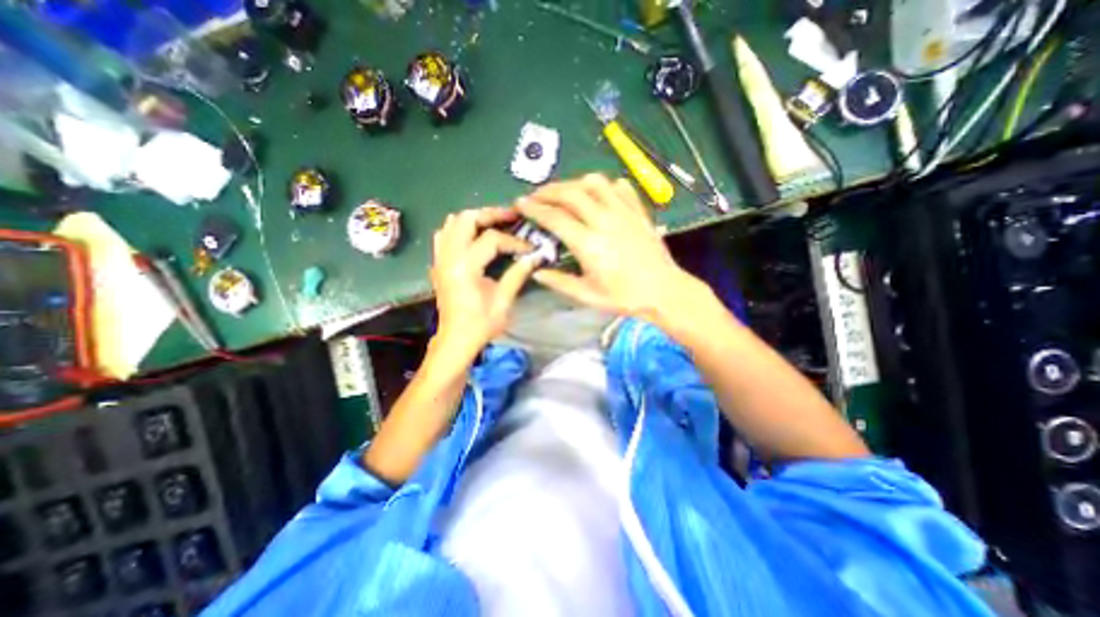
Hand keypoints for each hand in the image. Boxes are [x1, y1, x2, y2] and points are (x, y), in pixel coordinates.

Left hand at [431, 206, 539, 352]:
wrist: (456, 339)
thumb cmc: (481, 324)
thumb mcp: (503, 301)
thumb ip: (517, 274)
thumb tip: (535, 257)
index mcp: (465, 268)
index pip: (492, 240)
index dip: (514, 241)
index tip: (530, 249)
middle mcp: (448, 257)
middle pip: (465, 219)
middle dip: (490, 214)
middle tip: (511, 217)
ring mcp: (440, 259)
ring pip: (452, 223)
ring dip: (475, 218)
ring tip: (495, 223)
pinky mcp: (438, 263)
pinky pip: (444, 234)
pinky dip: (460, 228)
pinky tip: (475, 236)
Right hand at [516, 173, 704, 326]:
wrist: (663, 291)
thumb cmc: (624, 297)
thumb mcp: (587, 296)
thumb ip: (559, 282)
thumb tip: (536, 271)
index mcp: (589, 244)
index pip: (555, 218)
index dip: (534, 208)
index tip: (521, 203)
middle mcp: (604, 221)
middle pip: (571, 193)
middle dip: (548, 191)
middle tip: (536, 195)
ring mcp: (624, 213)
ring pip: (595, 183)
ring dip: (574, 183)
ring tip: (564, 192)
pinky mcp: (638, 212)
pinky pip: (620, 187)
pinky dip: (604, 185)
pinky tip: (598, 194)